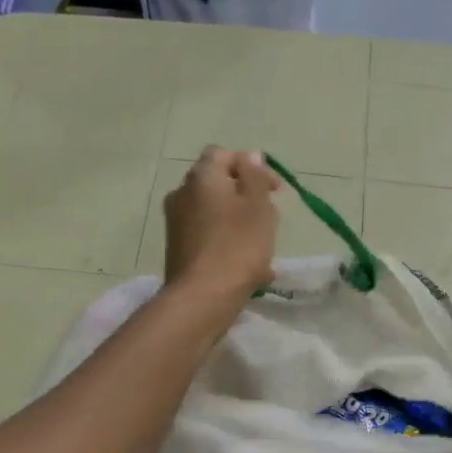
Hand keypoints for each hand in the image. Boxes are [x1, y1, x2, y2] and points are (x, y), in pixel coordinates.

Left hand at [163, 147, 280, 301]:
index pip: (224, 154)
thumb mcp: (258, 205)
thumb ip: (255, 175)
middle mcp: (182, 194)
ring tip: (263, 246)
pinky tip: (248, 267)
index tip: (275, 190)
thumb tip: (250, 156)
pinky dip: (227, 243)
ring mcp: (176, 223)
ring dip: (238, 222)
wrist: (203, 297)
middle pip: (218, 185)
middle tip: (270, 217)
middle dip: (245, 196)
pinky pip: (208, 237)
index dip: (251, 166)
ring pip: (214, 213)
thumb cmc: (238, 246)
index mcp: (202, 177)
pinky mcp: (178, 249)